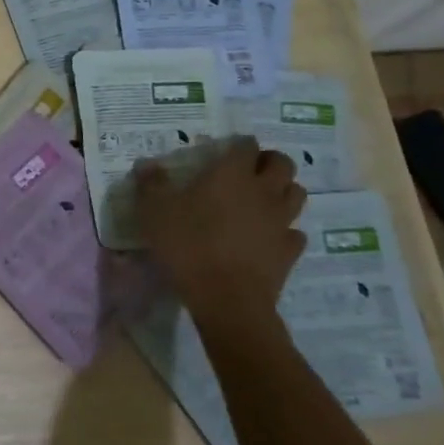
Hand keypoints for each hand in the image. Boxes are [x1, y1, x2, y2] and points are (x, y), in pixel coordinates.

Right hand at [135, 137, 306, 339]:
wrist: (227, 299)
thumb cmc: (188, 245)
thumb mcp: (154, 211)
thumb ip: (150, 184)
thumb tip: (146, 164)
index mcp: (232, 174)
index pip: (247, 145)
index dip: (239, 145)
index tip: (225, 152)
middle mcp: (263, 191)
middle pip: (283, 164)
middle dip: (269, 162)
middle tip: (249, 170)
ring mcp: (281, 222)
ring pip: (296, 194)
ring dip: (283, 191)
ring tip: (263, 199)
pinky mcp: (290, 251)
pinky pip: (295, 233)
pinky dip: (285, 230)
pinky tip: (269, 237)